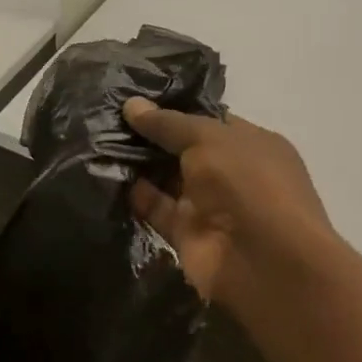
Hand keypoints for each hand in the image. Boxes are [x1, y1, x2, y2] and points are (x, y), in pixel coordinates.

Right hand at [122, 98, 336, 325]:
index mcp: (250, 143)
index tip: (135, 100)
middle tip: (107, 118)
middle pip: (184, 150)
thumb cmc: (247, 184)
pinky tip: (107, 176)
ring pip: (168, 180)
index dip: (174, 110)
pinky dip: (137, 196)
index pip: (208, 121)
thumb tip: (131, 105)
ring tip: (99, 141)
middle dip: (150, 137)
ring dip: (138, 165)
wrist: (262, 260)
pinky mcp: (187, 234)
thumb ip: (168, 124)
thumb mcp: (208, 139)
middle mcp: (231, 173)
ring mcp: (209, 205)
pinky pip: (157, 209)